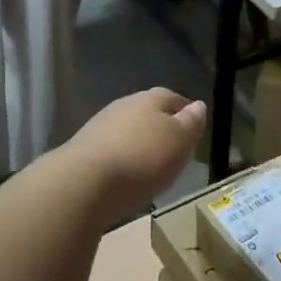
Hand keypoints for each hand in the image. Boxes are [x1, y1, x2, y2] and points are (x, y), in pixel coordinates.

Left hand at [65, 89, 206, 214]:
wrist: (84, 182)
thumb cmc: (143, 158)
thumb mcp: (180, 141)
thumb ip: (191, 122)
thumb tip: (198, 105)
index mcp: (151, 98)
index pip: (173, 98)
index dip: (185, 112)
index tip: (193, 129)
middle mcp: (124, 105)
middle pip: (148, 112)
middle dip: (160, 127)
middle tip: (172, 149)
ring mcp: (99, 125)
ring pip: (127, 130)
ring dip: (138, 143)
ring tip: (149, 166)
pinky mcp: (82, 149)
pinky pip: (110, 149)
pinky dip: (120, 159)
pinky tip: (124, 175)